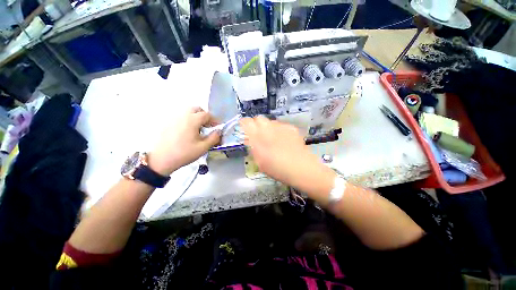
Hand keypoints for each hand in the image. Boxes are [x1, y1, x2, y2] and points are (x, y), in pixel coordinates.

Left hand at [148, 107, 220, 175]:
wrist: (161, 159)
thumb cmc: (184, 153)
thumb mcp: (203, 147)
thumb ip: (214, 138)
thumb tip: (219, 131)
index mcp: (192, 120)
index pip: (207, 115)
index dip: (214, 120)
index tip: (217, 127)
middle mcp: (182, 115)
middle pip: (196, 109)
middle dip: (204, 116)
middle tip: (207, 126)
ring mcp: (173, 118)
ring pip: (187, 112)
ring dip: (195, 117)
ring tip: (198, 129)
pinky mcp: (167, 123)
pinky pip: (180, 117)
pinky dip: (187, 120)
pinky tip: (187, 131)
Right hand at [240, 116, 334, 192]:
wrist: (301, 168)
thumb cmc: (277, 169)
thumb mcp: (260, 162)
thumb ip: (253, 148)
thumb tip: (250, 140)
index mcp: (258, 137)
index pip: (246, 122)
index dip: (244, 124)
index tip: (245, 130)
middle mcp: (268, 128)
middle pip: (259, 118)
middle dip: (256, 125)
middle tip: (258, 135)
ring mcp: (281, 126)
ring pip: (270, 121)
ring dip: (268, 127)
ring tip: (272, 138)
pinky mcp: (291, 128)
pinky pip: (281, 125)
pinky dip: (278, 130)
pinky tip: (283, 139)